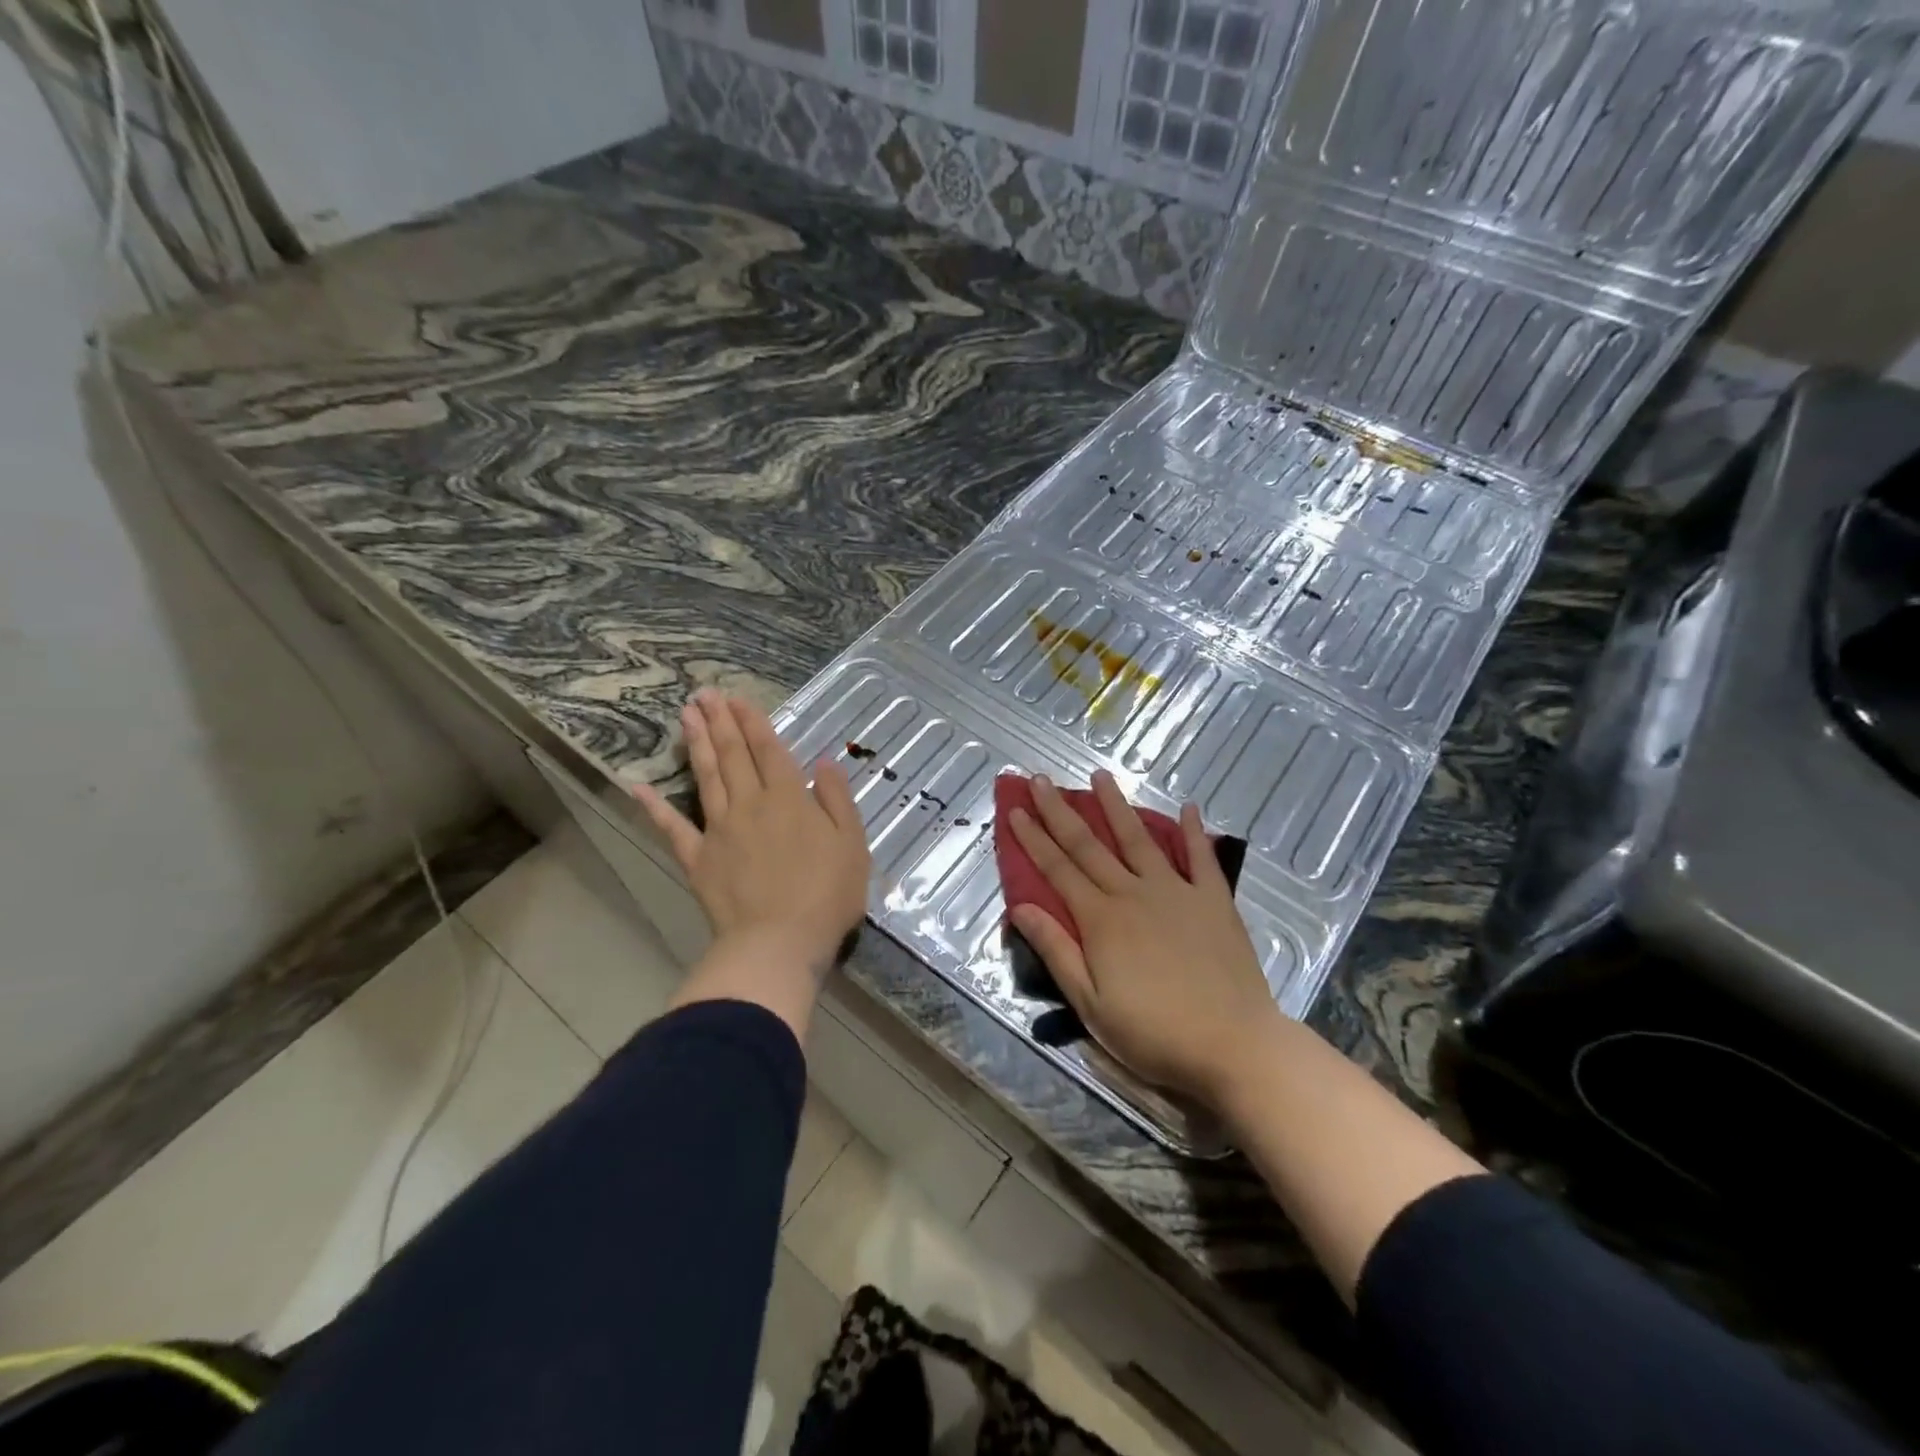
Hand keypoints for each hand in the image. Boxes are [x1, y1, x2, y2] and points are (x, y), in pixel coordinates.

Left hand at [634, 690, 870, 976]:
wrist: (779, 942)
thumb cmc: (826, 895)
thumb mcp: (852, 844)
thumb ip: (837, 799)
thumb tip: (824, 762)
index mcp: (789, 799)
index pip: (770, 751)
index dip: (755, 723)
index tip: (739, 699)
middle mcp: (751, 804)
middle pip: (734, 756)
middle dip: (721, 722)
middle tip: (705, 694)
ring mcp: (719, 830)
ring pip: (706, 778)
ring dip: (697, 745)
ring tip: (686, 716)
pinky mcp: (698, 859)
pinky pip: (673, 829)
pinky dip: (654, 808)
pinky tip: (639, 786)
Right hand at [1008, 771, 1281, 1105]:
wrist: (1233, 1043)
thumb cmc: (1154, 1032)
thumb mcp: (1091, 1004)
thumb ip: (1057, 950)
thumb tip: (1020, 907)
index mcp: (1101, 919)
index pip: (1057, 869)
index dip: (1033, 838)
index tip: (1015, 809)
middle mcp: (1133, 893)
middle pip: (1089, 845)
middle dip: (1060, 811)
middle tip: (1040, 779)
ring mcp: (1177, 891)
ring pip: (1139, 839)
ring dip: (1116, 806)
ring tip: (1100, 775)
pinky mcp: (1214, 900)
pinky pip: (1201, 858)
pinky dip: (1194, 831)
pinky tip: (1189, 807)